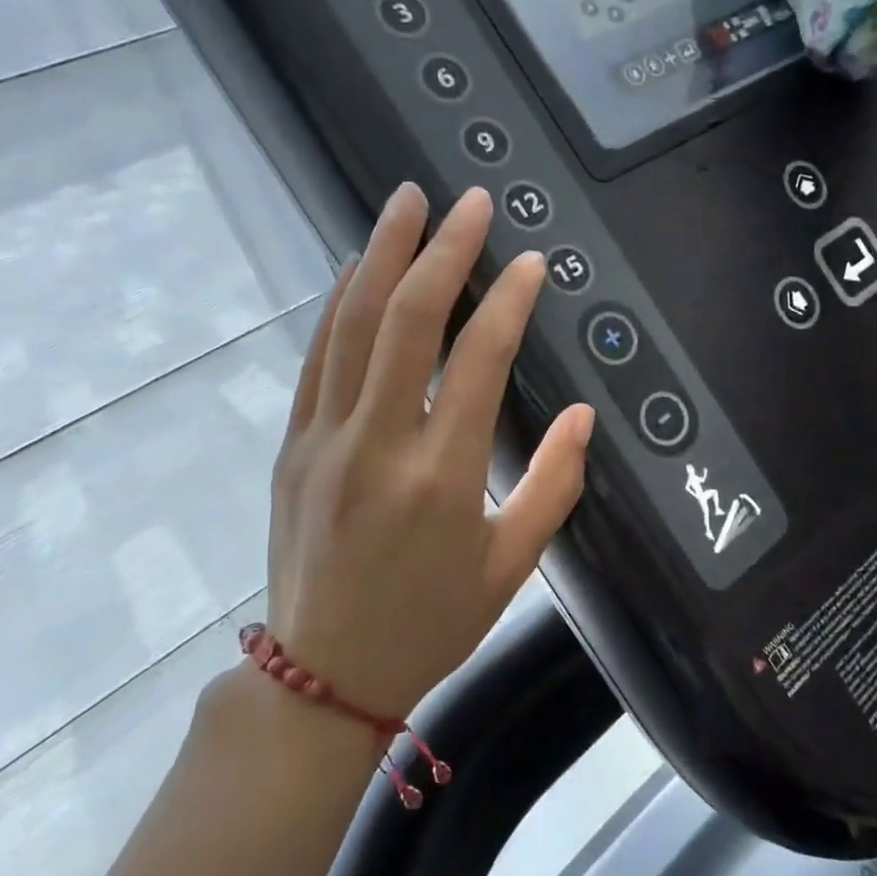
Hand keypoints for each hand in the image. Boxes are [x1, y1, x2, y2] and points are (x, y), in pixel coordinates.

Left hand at [265, 183, 594, 720]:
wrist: (324, 675)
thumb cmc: (431, 622)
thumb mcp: (511, 565)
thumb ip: (553, 484)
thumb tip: (583, 416)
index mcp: (441, 476)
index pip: (478, 361)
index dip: (508, 302)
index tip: (531, 262)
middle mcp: (377, 444)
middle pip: (408, 322)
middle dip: (442, 251)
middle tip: (467, 201)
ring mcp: (324, 439)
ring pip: (352, 325)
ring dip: (382, 255)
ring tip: (406, 202)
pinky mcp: (293, 444)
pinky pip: (316, 357)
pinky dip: (338, 303)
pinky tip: (357, 267)